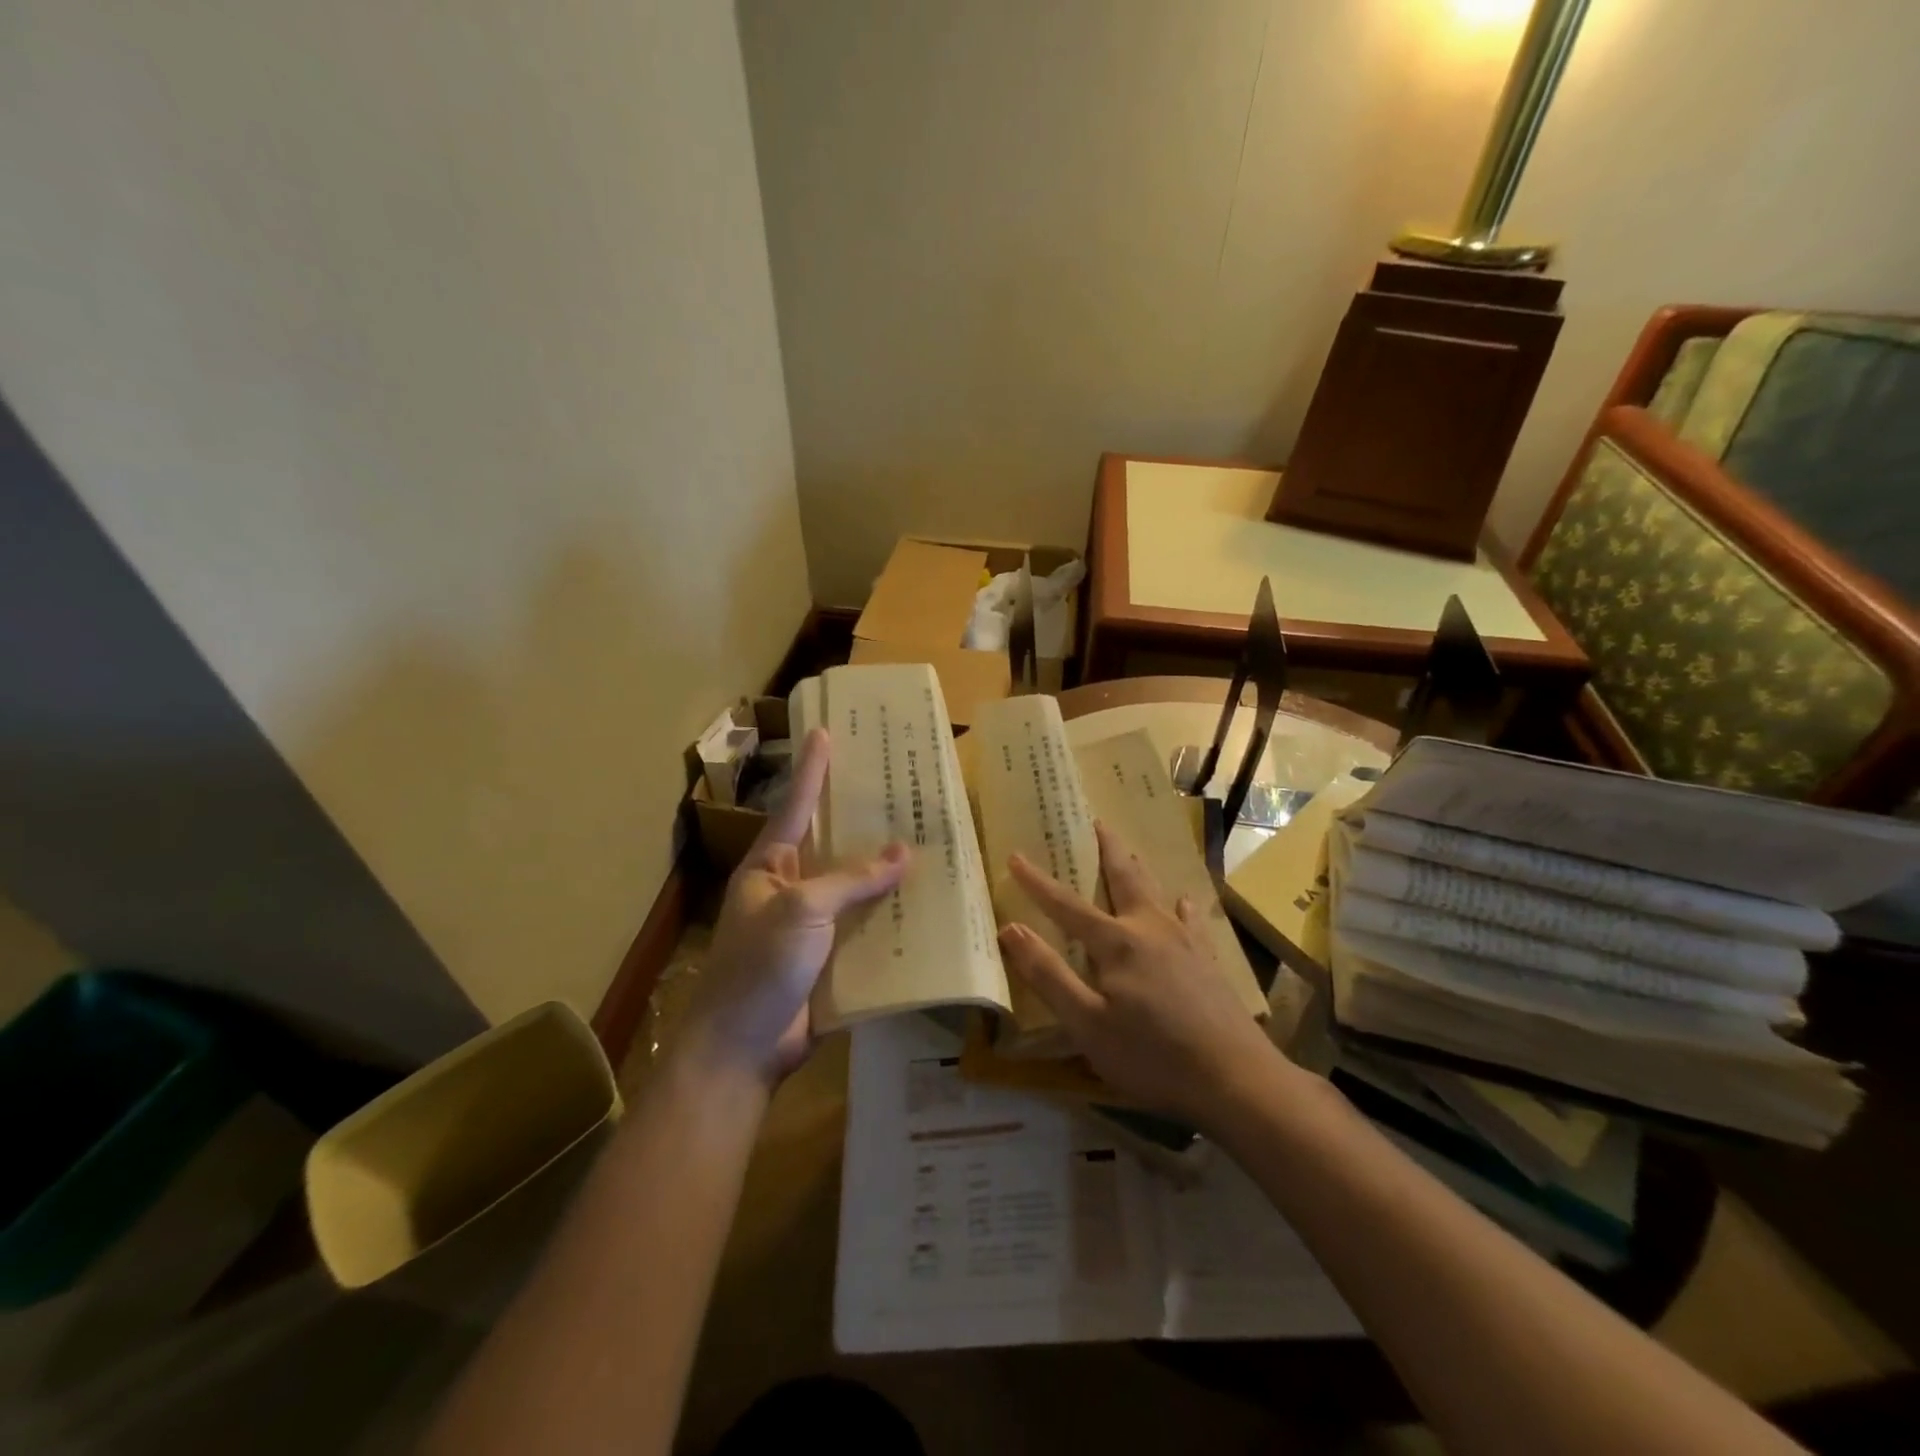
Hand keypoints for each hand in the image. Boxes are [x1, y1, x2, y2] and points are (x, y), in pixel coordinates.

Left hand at [686, 729, 908, 1088]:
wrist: (742, 1049)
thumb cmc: (760, 966)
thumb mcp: (802, 910)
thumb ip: (852, 879)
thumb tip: (903, 852)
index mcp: (769, 867)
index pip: (795, 806)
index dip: (812, 769)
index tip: (825, 732)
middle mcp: (789, 889)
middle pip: (831, 844)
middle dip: (861, 818)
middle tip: (896, 785)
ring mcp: (810, 926)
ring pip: (853, 887)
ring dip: (884, 871)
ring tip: (926, 840)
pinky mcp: (829, 959)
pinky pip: (864, 927)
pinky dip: (890, 915)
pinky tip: (924, 904)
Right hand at [999, 821, 1284, 1128]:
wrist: (1237, 1079)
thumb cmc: (1152, 1056)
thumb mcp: (1087, 1024)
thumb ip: (1048, 975)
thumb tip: (1010, 929)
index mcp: (1116, 942)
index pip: (1066, 905)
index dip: (1037, 882)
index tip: (1014, 855)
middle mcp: (1150, 929)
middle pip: (1123, 878)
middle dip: (1106, 849)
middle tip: (1097, 821)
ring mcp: (1185, 942)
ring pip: (1157, 892)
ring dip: (1139, 869)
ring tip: (1131, 852)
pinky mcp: (1208, 961)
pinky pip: (1192, 920)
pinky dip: (1182, 906)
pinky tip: (1185, 901)